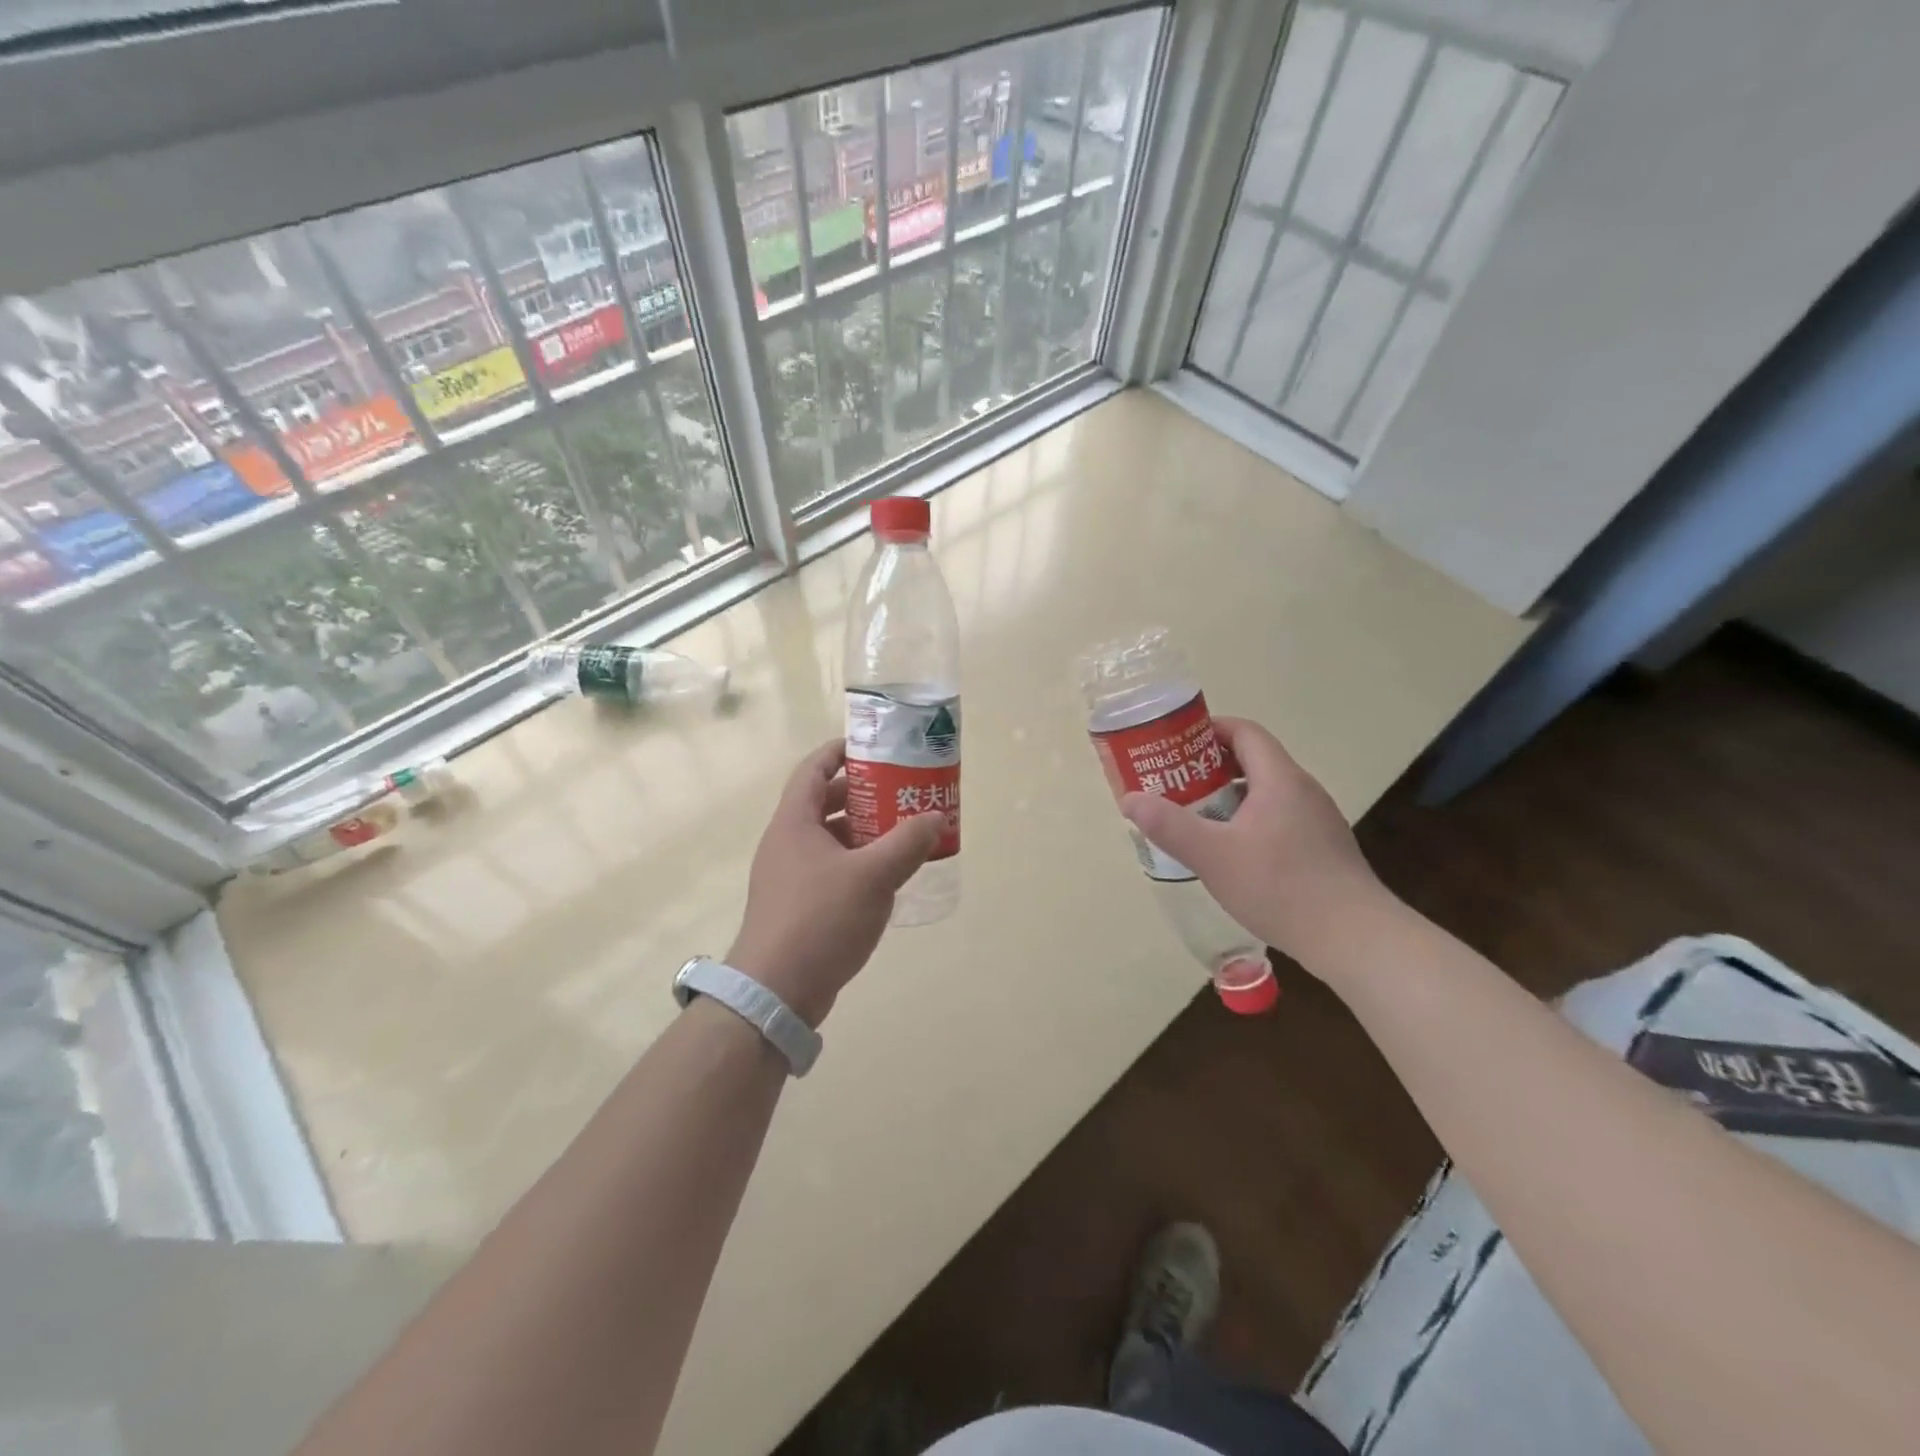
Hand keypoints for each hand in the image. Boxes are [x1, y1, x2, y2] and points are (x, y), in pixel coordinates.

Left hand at [726, 739, 944, 1026]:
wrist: (776, 992)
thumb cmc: (820, 920)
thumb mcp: (873, 876)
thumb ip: (907, 843)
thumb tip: (935, 817)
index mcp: (795, 822)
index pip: (814, 769)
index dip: (841, 751)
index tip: (875, 746)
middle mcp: (787, 842)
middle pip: (824, 802)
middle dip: (863, 792)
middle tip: (901, 789)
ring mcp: (789, 876)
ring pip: (830, 838)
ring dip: (863, 830)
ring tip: (902, 831)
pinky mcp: (797, 905)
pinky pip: (830, 868)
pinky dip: (857, 862)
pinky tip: (886, 877)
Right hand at [1121, 717, 1390, 972]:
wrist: (1354, 938)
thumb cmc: (1281, 887)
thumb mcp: (1213, 856)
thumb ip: (1169, 825)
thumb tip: (1130, 799)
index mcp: (1279, 779)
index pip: (1245, 732)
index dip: (1209, 729)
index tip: (1176, 743)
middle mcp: (1303, 790)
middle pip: (1254, 759)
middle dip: (1211, 765)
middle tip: (1175, 781)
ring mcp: (1318, 819)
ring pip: (1266, 791)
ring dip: (1229, 795)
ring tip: (1195, 815)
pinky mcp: (1323, 847)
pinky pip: (1279, 816)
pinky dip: (1249, 819)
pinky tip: (1231, 851)